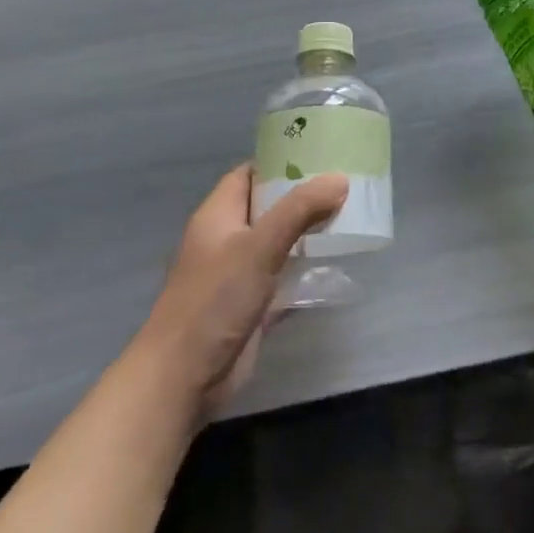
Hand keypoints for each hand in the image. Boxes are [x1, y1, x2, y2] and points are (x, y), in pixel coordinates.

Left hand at [138, 164, 347, 413]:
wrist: (182, 378)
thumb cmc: (214, 300)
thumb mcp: (259, 246)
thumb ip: (300, 210)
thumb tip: (339, 179)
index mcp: (219, 215)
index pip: (250, 174)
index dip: (281, 161)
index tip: (321, 154)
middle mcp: (228, 239)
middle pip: (269, 206)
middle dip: (304, 196)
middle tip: (346, 183)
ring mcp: (239, 274)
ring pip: (280, 242)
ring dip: (309, 232)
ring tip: (351, 215)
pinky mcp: (252, 306)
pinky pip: (285, 278)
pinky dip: (307, 269)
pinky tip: (338, 263)